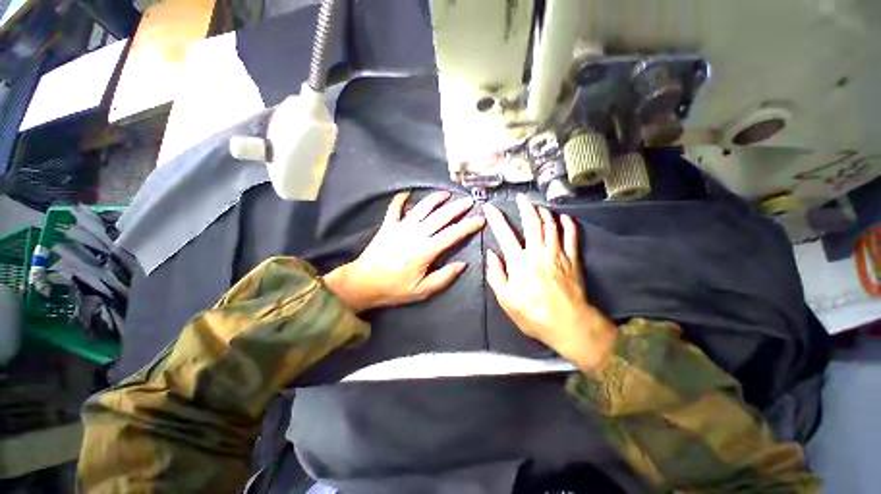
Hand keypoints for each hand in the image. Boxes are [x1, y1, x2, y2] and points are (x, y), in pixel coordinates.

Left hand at [325, 190, 484, 311]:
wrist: (363, 283)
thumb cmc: (394, 289)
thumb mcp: (422, 290)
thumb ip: (444, 277)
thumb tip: (463, 264)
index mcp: (425, 250)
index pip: (452, 234)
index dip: (468, 226)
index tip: (480, 220)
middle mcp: (415, 234)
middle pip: (441, 217)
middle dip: (457, 208)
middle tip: (469, 201)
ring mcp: (400, 227)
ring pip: (422, 208)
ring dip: (435, 199)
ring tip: (446, 193)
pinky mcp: (388, 225)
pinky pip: (395, 208)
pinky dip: (400, 199)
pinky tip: (407, 193)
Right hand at [483, 194, 616, 369]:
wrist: (568, 324)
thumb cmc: (532, 313)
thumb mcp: (505, 299)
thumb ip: (496, 275)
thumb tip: (491, 254)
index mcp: (519, 262)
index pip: (505, 234)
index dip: (496, 218)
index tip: (490, 207)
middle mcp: (538, 252)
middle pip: (532, 222)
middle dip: (525, 207)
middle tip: (521, 198)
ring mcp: (558, 254)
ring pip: (552, 225)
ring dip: (544, 212)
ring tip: (538, 206)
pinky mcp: (573, 259)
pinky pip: (572, 236)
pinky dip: (568, 224)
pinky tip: (564, 217)